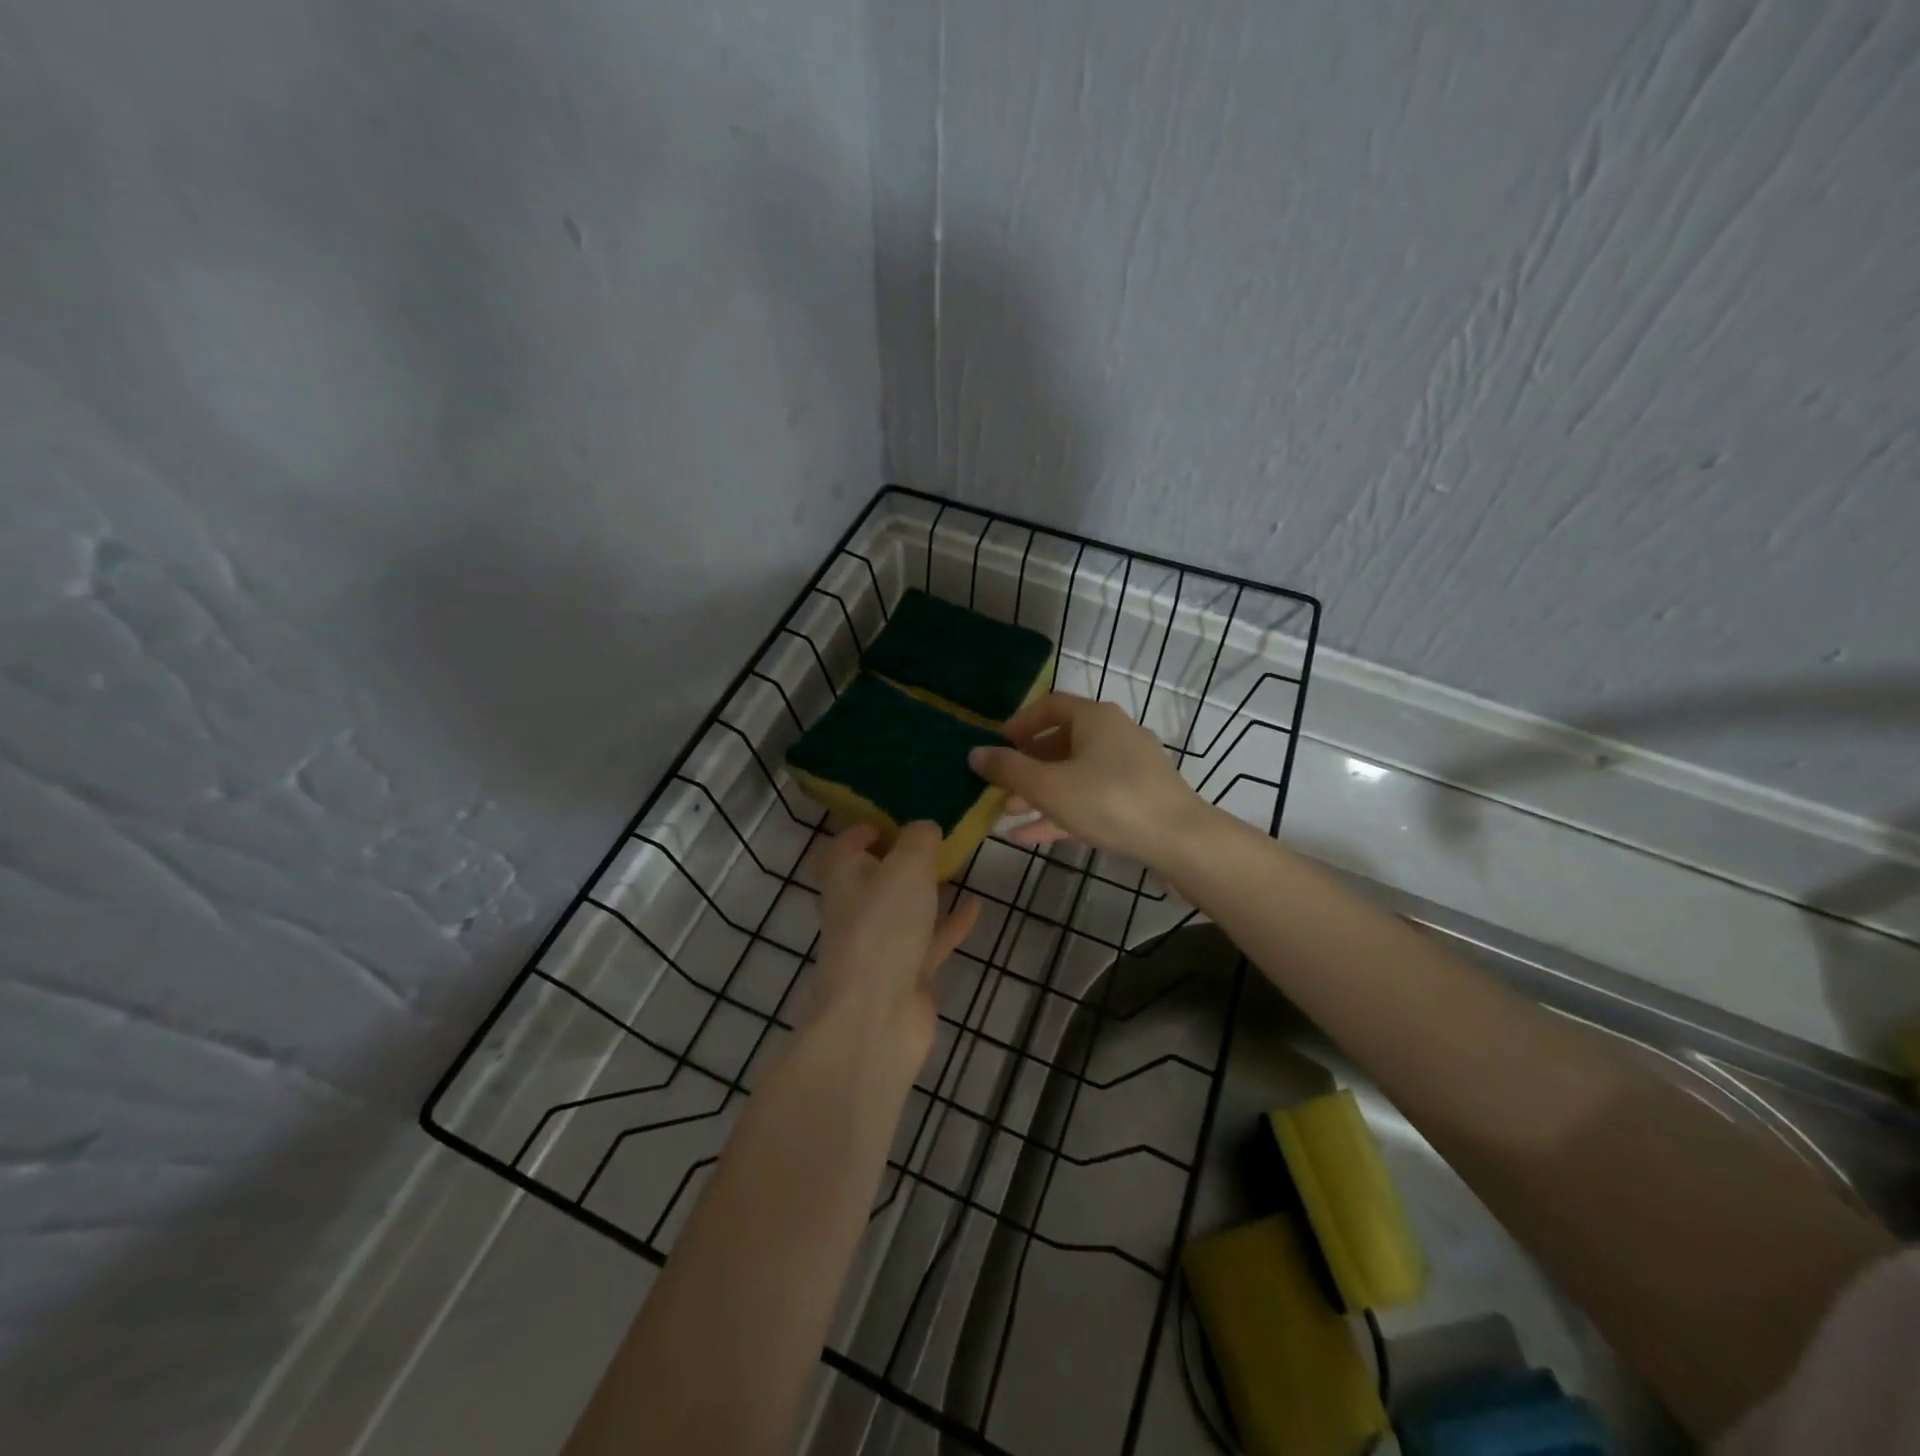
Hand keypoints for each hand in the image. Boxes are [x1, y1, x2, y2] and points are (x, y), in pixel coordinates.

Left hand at [808, 822, 979, 1066]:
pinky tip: (976, 906)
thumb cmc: (883, 927)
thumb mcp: (905, 866)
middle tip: (936, 838)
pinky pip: (930, 939)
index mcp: (844, 877)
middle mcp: (858, 908)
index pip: (844, 846)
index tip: (895, 817)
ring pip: (905, 908)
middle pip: (876, 877)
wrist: (879, 1016)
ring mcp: (882, 944)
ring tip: (959, 864)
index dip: (864, 829)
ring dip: (928, 889)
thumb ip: (918, 839)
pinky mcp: (907, 972)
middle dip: (903, 858)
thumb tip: (924, 827)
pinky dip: (950, 922)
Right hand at [968, 693, 1210, 863]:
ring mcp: (1129, 769)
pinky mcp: (1137, 800)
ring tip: (1006, 813)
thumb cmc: (1108, 800)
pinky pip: (1090, 799)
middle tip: (998, 785)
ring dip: (1040, 792)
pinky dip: (1061, 812)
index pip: (1050, 706)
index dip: (1020, 723)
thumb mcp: (1048, 786)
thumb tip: (974, 753)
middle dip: (1026, 766)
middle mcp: (1114, 735)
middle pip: (1061, 743)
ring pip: (1074, 775)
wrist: (1179, 840)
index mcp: (1095, 718)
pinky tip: (1029, 835)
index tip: (997, 745)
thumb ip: (1008, 769)